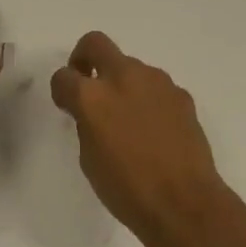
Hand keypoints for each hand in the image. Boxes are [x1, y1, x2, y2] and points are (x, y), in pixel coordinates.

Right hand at [50, 32, 228, 246]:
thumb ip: (86, 123)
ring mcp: (156, 82)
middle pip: (95, 44)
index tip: (67, 105)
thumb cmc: (126, 189)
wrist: (184, 203)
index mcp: (92, 97)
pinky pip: (155, 86)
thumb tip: (93, 112)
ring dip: (121, 82)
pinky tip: (154, 129)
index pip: (63, 76)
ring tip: (128, 118)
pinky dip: (147, 98)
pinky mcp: (181, 94)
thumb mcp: (89, 158)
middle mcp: (123, 78)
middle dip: (85, 57)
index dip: (61, 90)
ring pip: (129, 66)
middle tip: (88, 82)